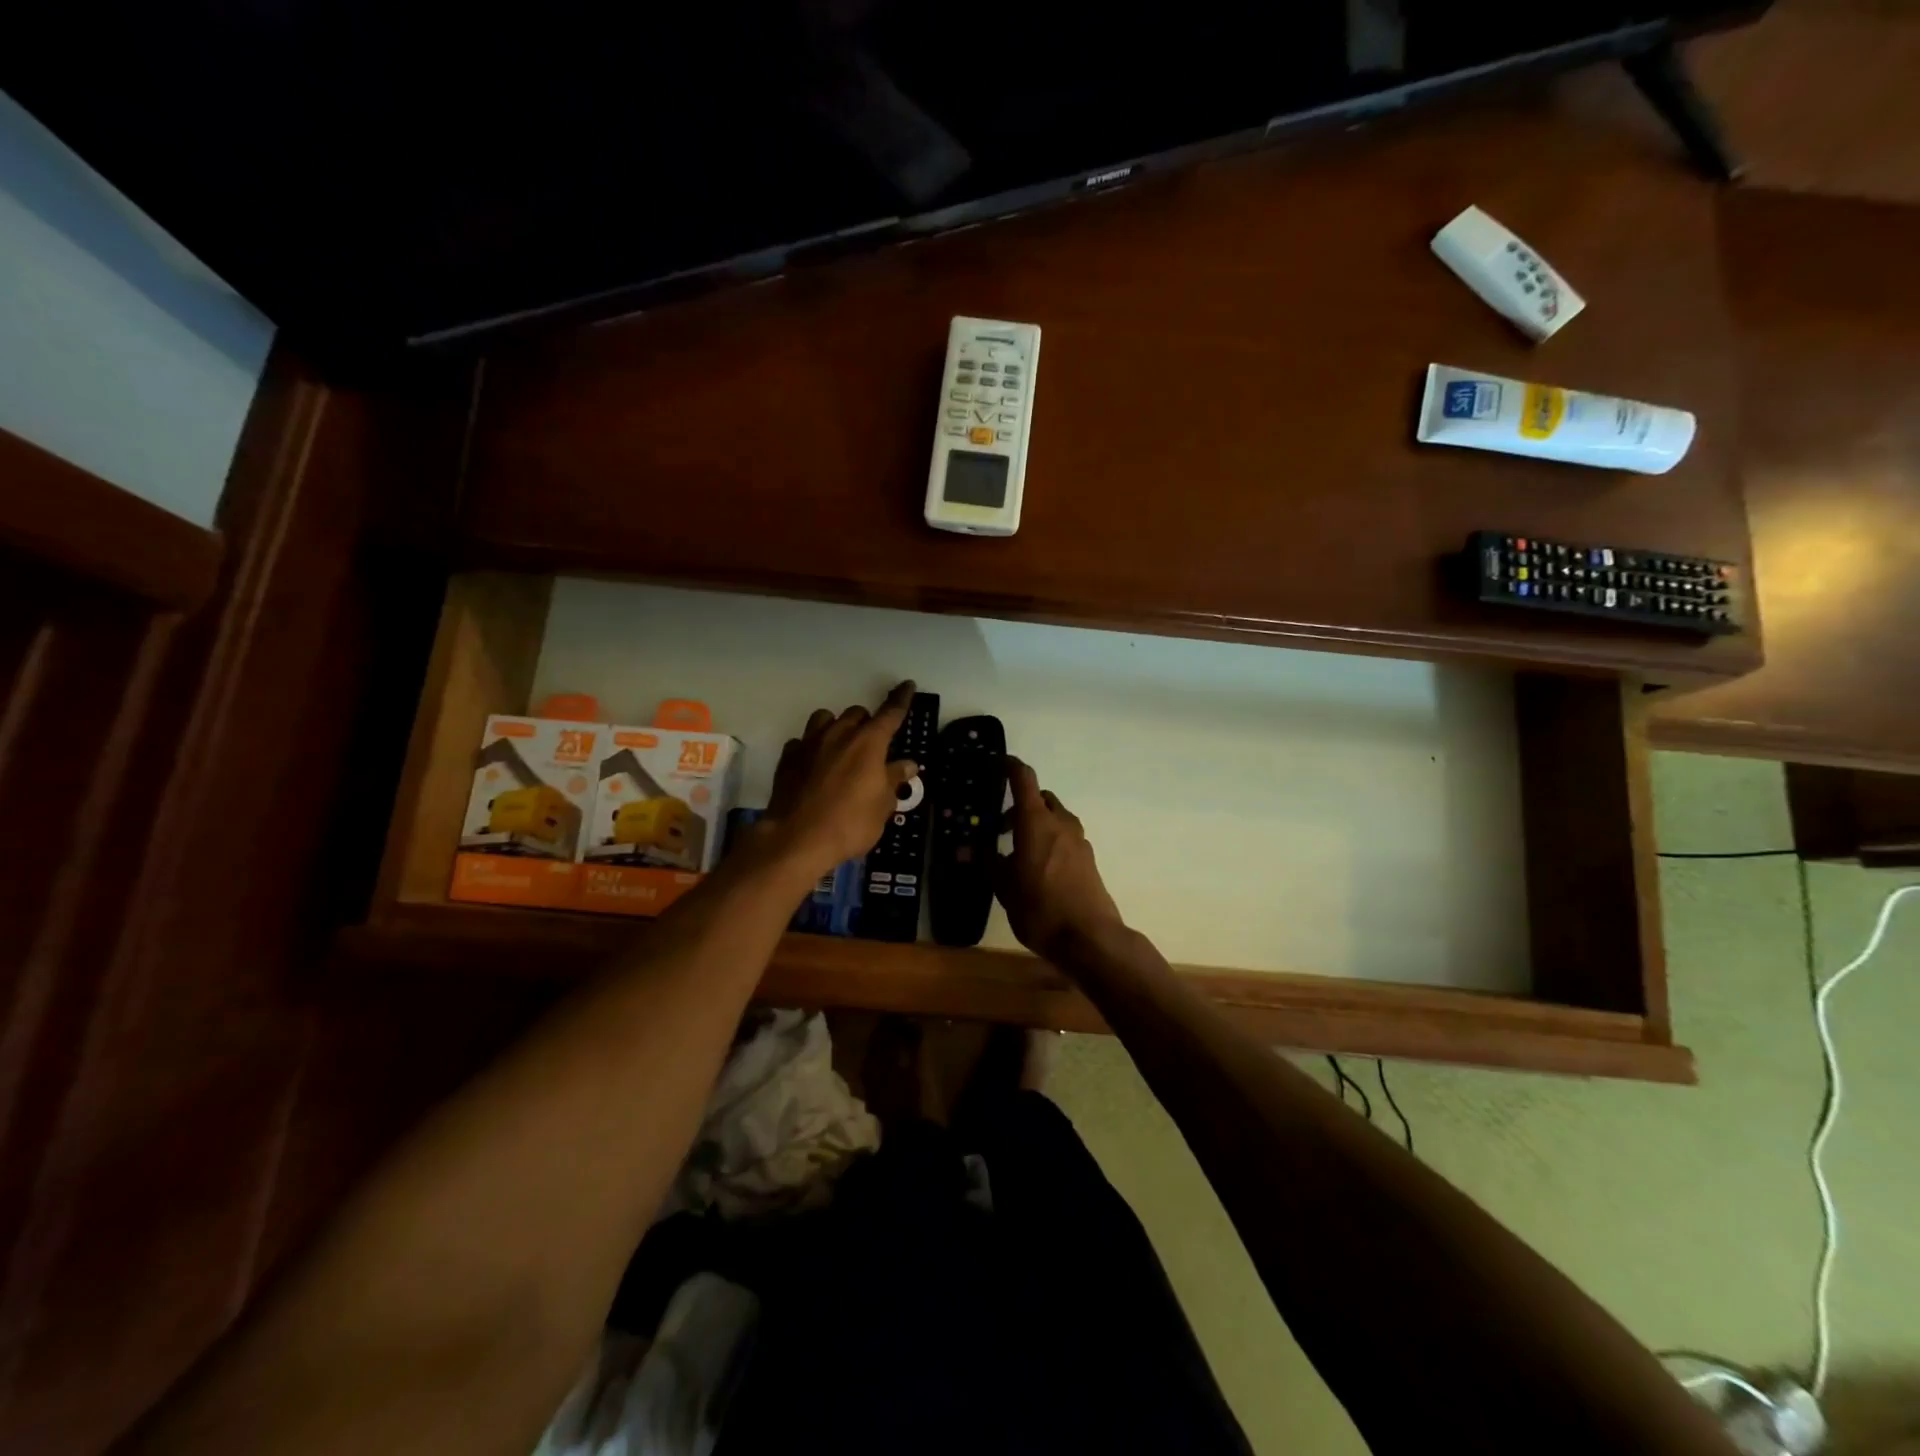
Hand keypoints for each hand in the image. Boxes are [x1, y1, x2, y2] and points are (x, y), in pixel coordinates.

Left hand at [760, 682, 919, 879]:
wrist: (797, 839)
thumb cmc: (850, 823)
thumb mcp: (882, 806)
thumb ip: (894, 780)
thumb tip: (907, 764)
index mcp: (869, 743)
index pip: (890, 713)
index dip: (901, 699)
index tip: (908, 686)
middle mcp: (839, 734)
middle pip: (856, 713)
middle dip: (867, 724)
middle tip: (871, 747)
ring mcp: (809, 743)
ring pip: (825, 718)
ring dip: (836, 727)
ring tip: (840, 747)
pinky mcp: (788, 758)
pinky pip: (802, 741)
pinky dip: (811, 748)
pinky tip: (814, 765)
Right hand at [995, 756, 1124, 962]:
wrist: (1089, 937)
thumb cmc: (1040, 908)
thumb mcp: (1004, 887)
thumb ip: (988, 862)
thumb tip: (964, 848)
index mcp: (1036, 822)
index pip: (1024, 779)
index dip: (1011, 766)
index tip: (999, 762)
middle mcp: (1060, 823)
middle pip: (1041, 798)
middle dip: (1021, 805)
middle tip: (1001, 826)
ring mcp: (1079, 841)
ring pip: (1056, 818)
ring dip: (1037, 823)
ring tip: (1018, 851)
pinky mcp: (1088, 859)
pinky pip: (1065, 837)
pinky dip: (1050, 840)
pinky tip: (1039, 868)